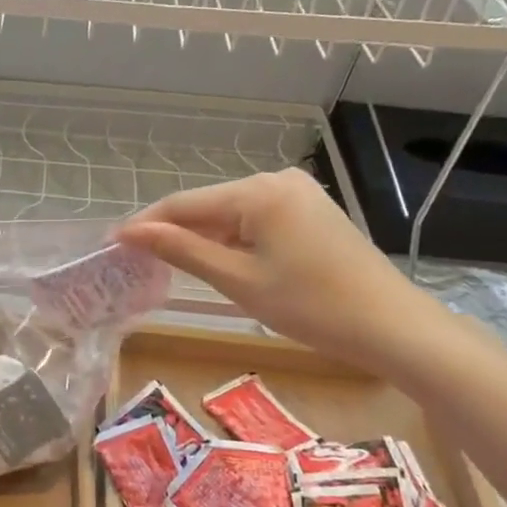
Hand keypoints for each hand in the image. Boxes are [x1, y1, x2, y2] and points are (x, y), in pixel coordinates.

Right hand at [116, 170, 455, 376]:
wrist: (395, 327)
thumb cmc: (313, 307)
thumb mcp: (239, 281)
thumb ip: (182, 250)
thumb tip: (130, 232)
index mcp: (258, 191)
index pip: (184, 203)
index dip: (145, 224)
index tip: (111, 245)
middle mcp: (276, 179)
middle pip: (208, 205)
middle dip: (174, 232)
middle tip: (140, 263)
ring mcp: (298, 192)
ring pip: (231, 213)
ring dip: (204, 238)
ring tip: (174, 268)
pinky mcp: (311, 209)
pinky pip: (256, 219)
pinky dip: (234, 240)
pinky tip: (225, 263)